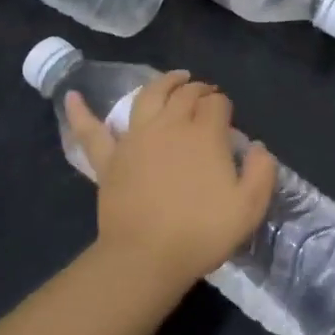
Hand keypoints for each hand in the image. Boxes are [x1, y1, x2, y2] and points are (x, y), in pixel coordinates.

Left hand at [66, 71, 277, 291]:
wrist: (147, 257)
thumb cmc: (202, 232)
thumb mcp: (249, 207)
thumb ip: (261, 172)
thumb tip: (258, 147)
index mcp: (205, 134)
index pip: (217, 104)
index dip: (224, 105)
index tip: (228, 115)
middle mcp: (170, 125)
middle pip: (186, 95)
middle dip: (200, 89)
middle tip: (207, 92)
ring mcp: (136, 138)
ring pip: (148, 96)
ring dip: (163, 82)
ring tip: (175, 77)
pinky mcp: (109, 159)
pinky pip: (92, 131)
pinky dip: (81, 113)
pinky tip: (72, 96)